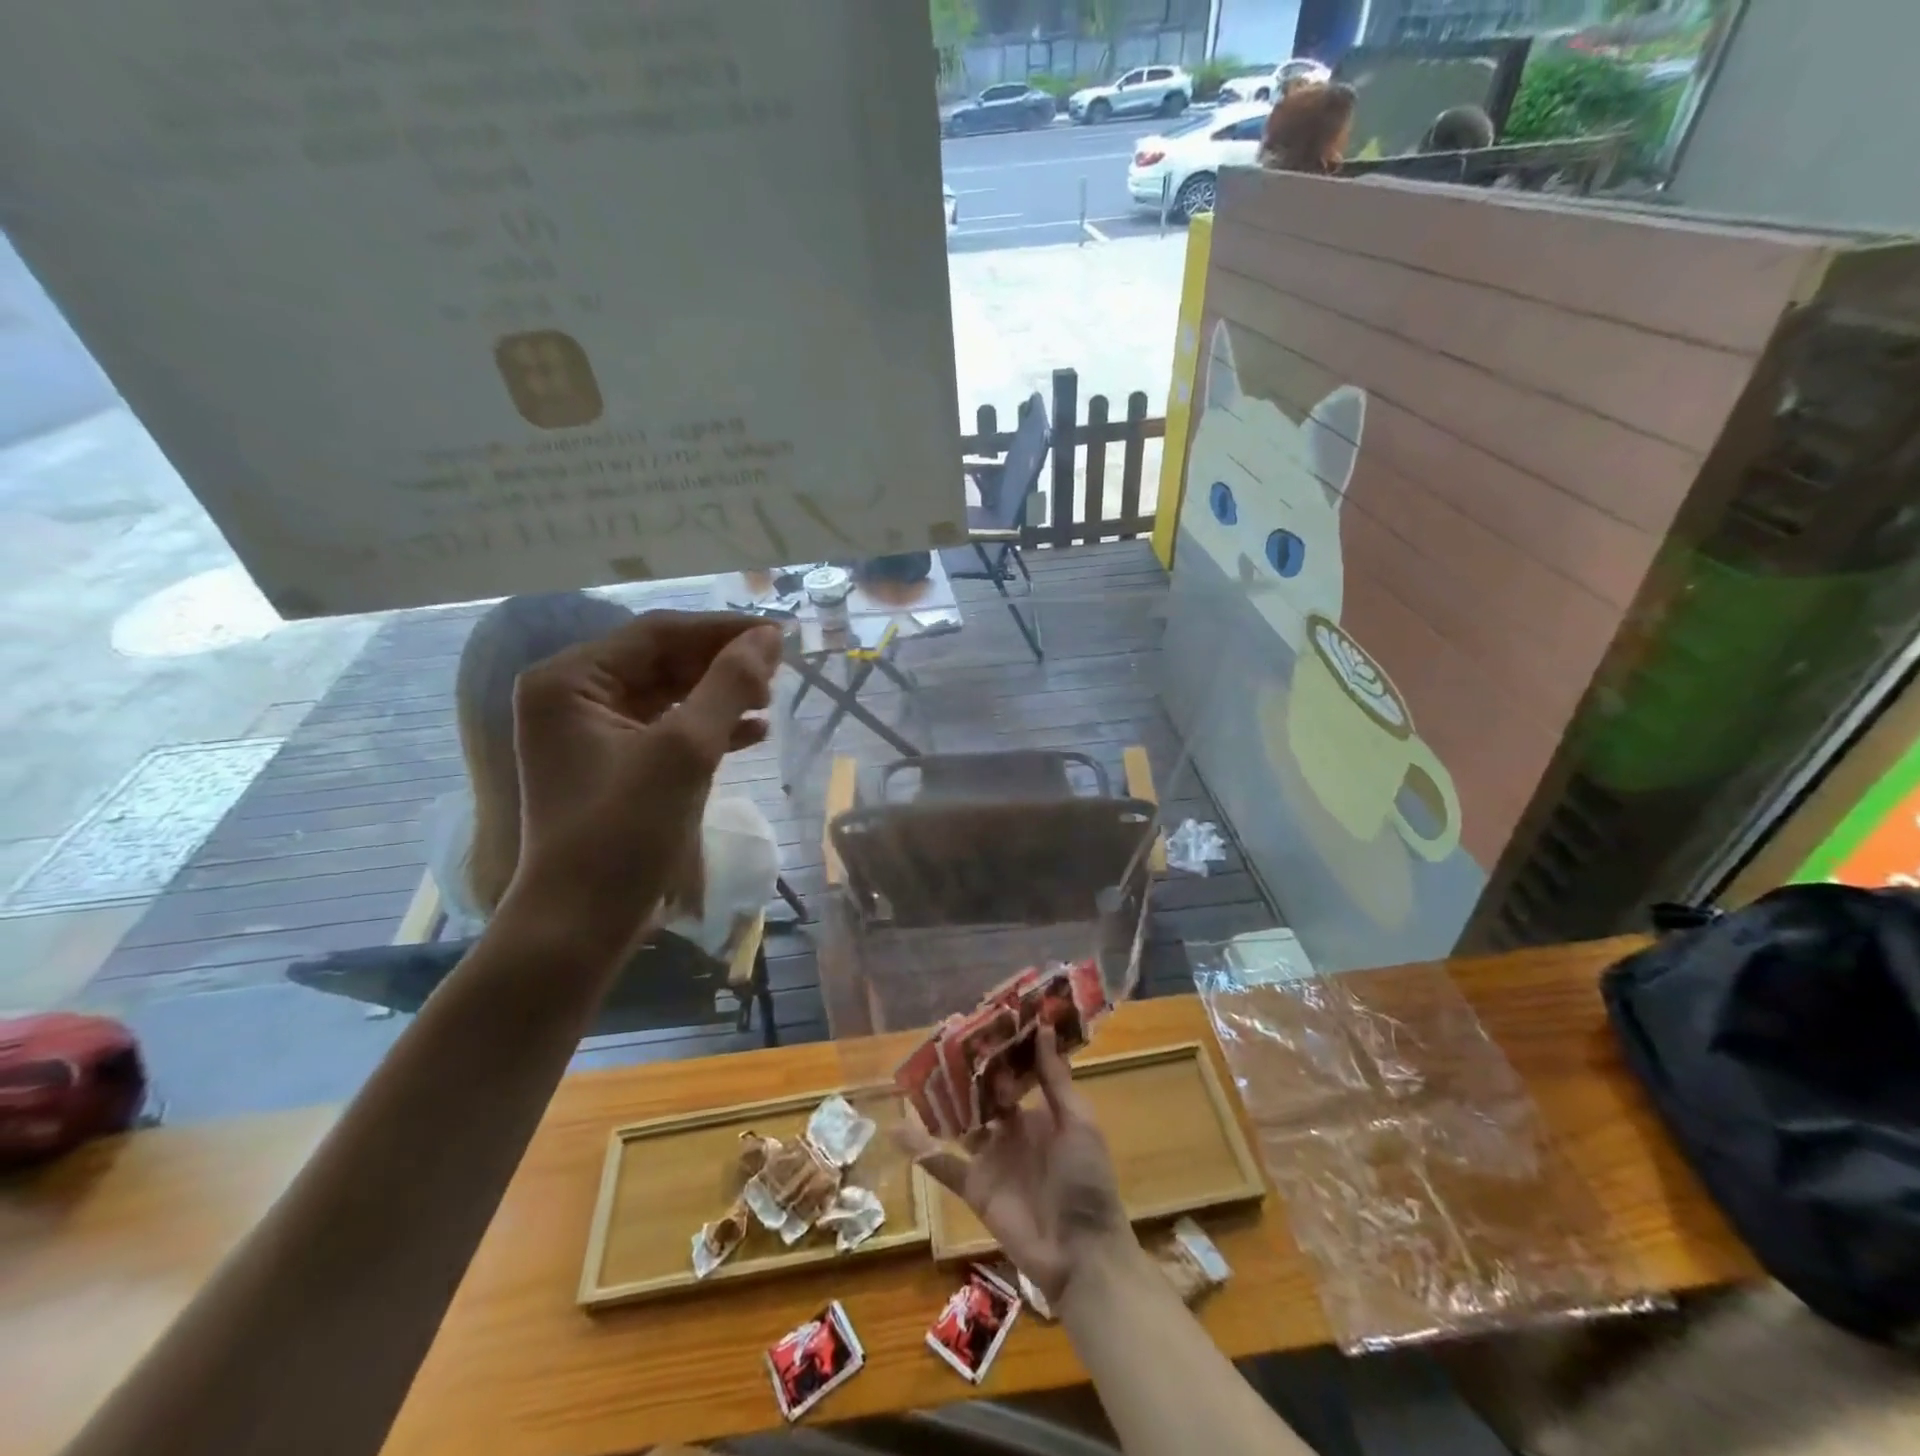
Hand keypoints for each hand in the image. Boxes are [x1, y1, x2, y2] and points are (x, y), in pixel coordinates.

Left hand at [505, 610, 781, 953]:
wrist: (582, 925)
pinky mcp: (614, 766)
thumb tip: (769, 637)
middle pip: (662, 661)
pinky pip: (667, 729)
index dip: (722, 630)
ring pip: (669, 695)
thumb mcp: (684, 751)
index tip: (780, 634)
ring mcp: (592, 734)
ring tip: (770, 702)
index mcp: (571, 680)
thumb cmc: (624, 832)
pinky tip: (754, 733)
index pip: (657, 634)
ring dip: (720, 695)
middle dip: (722, 665)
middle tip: (778, 673)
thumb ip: (728, 686)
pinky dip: (709, 728)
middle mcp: (574, 697)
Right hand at [902, 1025, 1131, 1304]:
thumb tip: (1041, 1026)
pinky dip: (921, 1150)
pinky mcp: (975, 1187)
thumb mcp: (1078, 1123)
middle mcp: (1013, 1130)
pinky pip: (944, 1165)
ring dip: (943, 1102)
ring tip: (918, 1072)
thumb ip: (1055, 1079)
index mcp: (1041, 1112)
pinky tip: (897, 1129)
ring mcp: (992, 1158)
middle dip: (968, 1071)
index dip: (1001, 1050)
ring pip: (962, 1122)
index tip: (983, 1019)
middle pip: (985, 1094)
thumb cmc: (1086, 1181)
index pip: (1016, 1073)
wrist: (1081, 1254)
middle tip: (942, 1038)